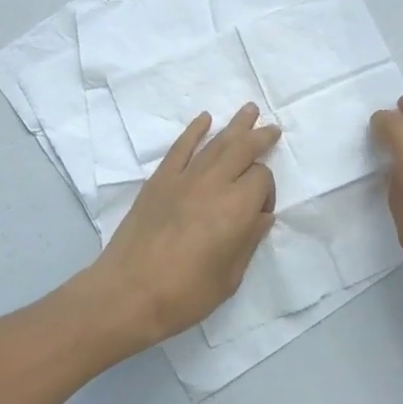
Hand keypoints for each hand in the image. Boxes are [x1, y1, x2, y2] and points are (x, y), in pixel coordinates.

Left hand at [83, 105, 279, 347]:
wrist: (129, 293)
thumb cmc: (185, 294)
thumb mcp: (230, 277)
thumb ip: (249, 241)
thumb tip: (262, 216)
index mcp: (237, 208)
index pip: (262, 179)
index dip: (267, 192)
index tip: (260, 214)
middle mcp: (214, 183)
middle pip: (242, 149)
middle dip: (260, 137)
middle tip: (273, 129)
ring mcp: (184, 178)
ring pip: (215, 143)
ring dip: (235, 125)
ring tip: (250, 109)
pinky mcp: (159, 180)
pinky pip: (180, 147)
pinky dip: (194, 130)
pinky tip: (204, 119)